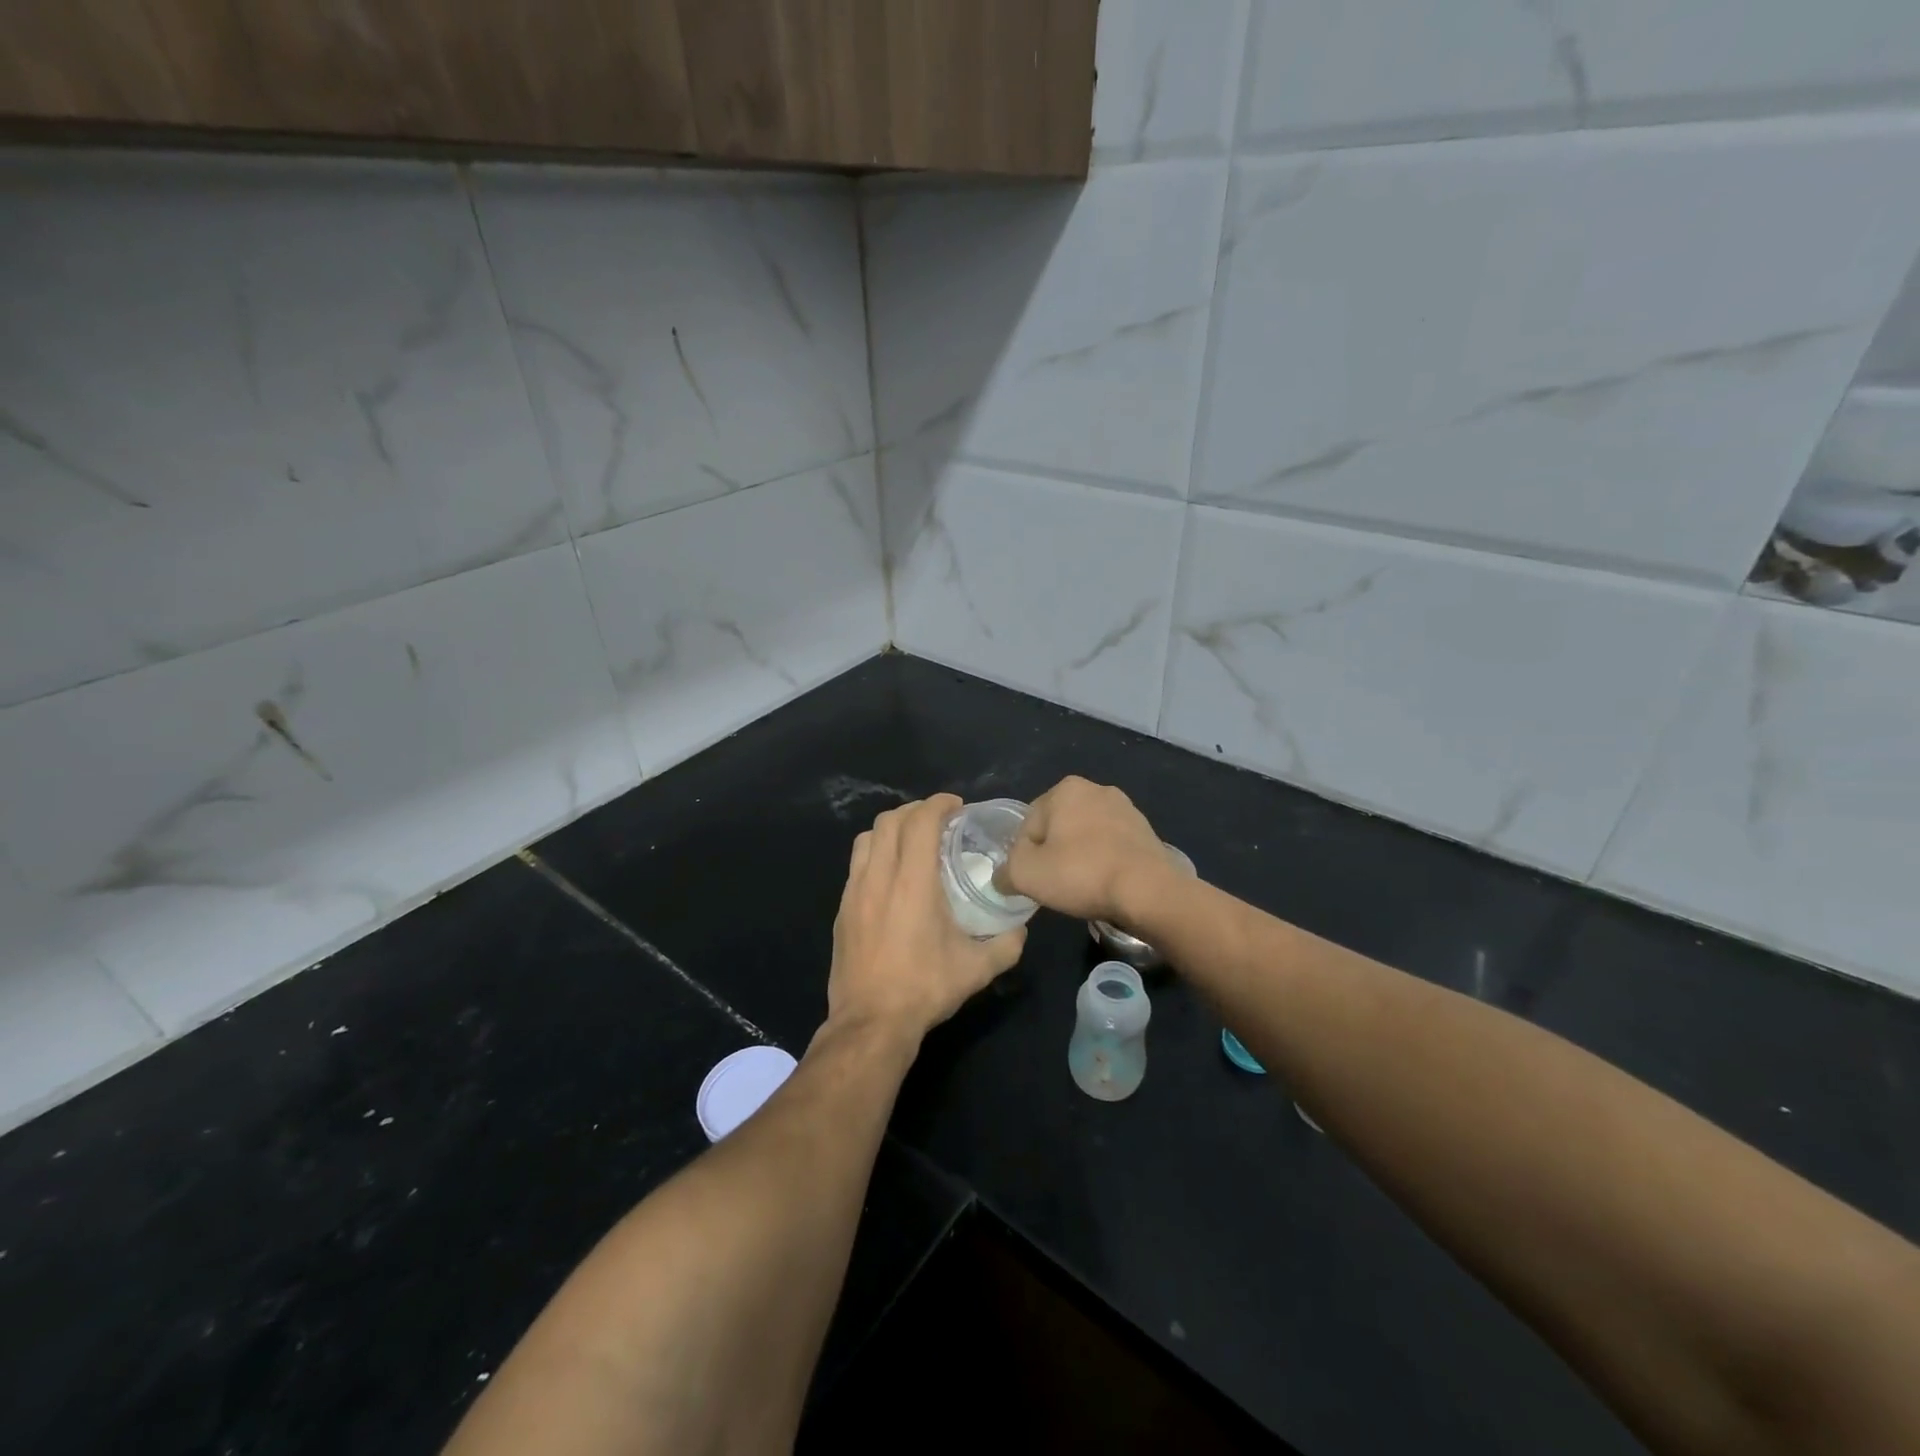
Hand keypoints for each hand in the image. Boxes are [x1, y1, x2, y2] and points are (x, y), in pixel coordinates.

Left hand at [825, 794, 1025, 1045]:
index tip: (956, 806)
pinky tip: (891, 876)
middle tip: (938, 821)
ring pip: (866, 839)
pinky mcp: (842, 910)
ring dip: (890, 829)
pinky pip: (856, 865)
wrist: (871, 1022)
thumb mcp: (977, 969)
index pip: (920, 822)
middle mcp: (879, 877)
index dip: (938, 804)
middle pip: (889, 821)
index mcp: (913, 882)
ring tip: (911, 842)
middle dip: (915, 811)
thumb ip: (1007, 944)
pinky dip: (875, 854)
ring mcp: (854, 892)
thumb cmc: (925, 988)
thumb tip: (1021, 930)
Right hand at [1003, 776, 1173, 924]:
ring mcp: (1125, 808)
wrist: (1149, 891)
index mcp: (1064, 789)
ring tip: (1083, 888)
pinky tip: (1106, 885)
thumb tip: (1003, 876)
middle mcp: (1095, 788)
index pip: (1028, 825)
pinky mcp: (1145, 830)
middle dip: (1053, 855)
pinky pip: (1111, 846)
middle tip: (1057, 885)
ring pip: (1085, 837)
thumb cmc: (1081, 874)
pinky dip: (1103, 862)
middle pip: (1057, 828)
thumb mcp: (1025, 874)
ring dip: (1079, 859)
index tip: (1036, 880)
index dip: (1025, 857)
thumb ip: (1005, 871)